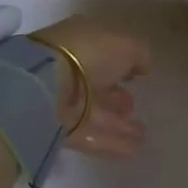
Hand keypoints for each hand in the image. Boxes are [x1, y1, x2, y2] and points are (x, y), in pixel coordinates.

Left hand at [30, 16, 150, 158]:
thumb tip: (143, 66)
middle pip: (96, 83)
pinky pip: (91, 135)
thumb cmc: (87, 53)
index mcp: (80, 40)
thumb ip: (139, 54)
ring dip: (118, 122)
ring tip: (142, 133)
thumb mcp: (124, 46)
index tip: (137, 75)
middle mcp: (69, 67)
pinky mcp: (59, 129)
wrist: (45, 86)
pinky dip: (113, 142)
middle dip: (116, 95)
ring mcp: (62, 100)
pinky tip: (135, 148)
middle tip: (133, 105)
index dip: (121, 62)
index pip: (103, 51)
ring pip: (95, 112)